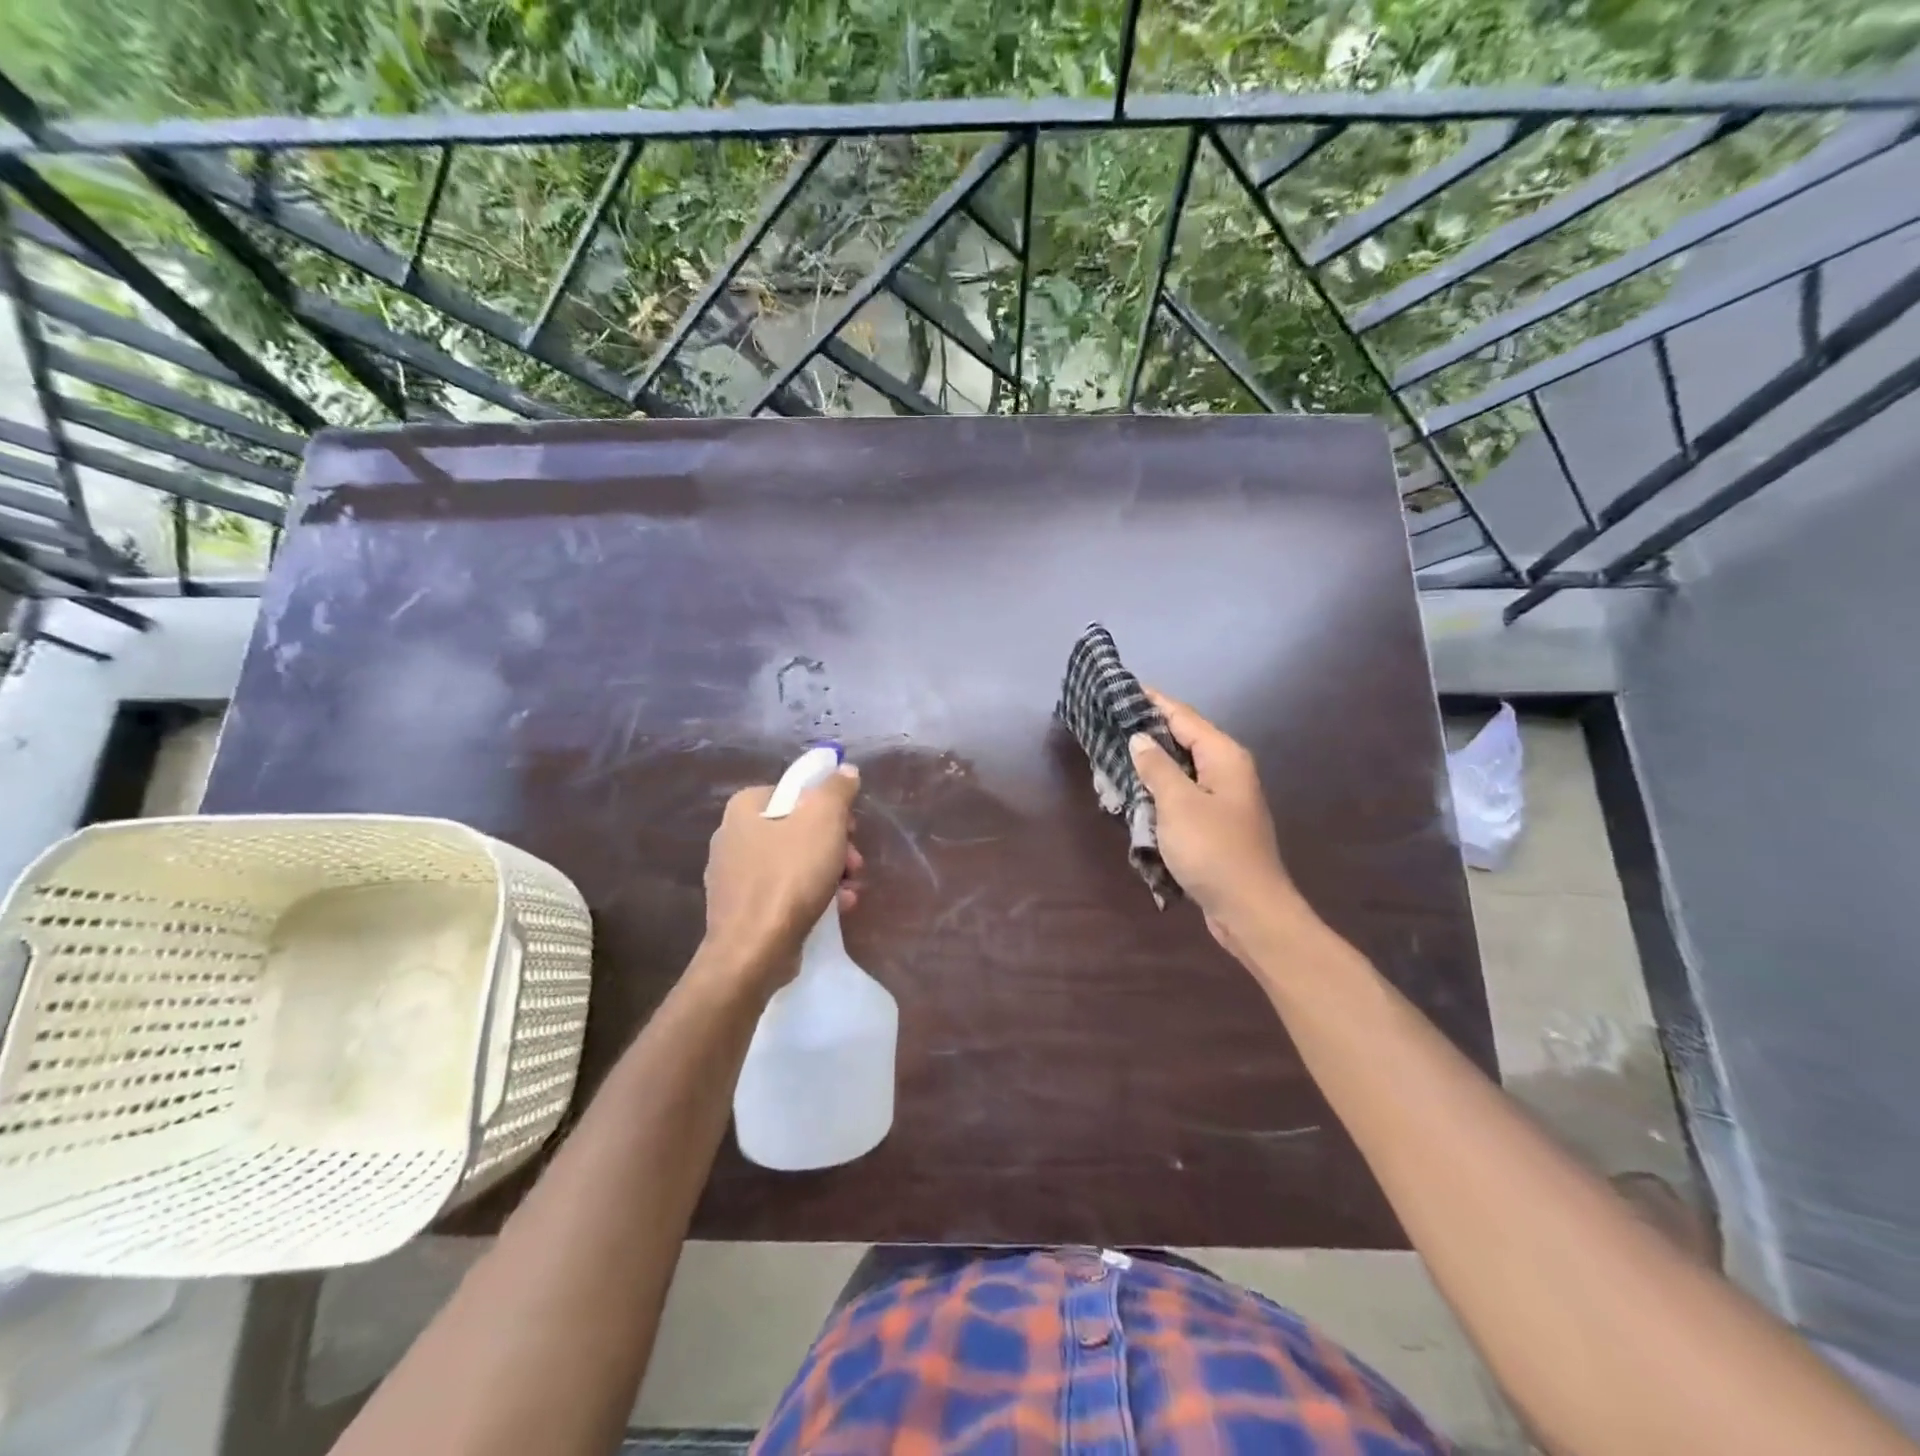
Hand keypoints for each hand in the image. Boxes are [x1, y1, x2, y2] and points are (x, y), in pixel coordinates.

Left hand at [702, 767, 863, 984]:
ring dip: (830, 871)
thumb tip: (845, 770)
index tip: (850, 825)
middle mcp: (732, 837)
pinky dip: (812, 895)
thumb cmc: (788, 877)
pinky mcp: (742, 910)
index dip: (827, 805)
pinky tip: (837, 908)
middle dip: (834, 844)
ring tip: (850, 889)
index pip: (793, 791)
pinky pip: (784, 892)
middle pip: (797, 828)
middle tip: (854, 861)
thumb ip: (836, 789)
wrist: (752, 951)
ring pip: (794, 862)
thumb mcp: (823, 820)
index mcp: (744, 808)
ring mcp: (734, 877)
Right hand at [1129, 690, 1298, 955]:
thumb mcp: (1178, 804)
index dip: (1152, 701)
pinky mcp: (1215, 824)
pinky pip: (1183, 793)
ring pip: (1182, 768)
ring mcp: (1224, 798)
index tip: (1121, 688)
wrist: (1249, 910)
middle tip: (1108, 720)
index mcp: (1224, 756)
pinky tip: (1136, 791)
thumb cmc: (1213, 851)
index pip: (1183, 716)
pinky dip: (1160, 788)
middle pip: (1184, 738)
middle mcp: (1227, 770)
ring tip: (1114, 751)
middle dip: (1148, 729)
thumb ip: (1157, 767)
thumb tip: (1139, 739)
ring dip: (1152, 761)